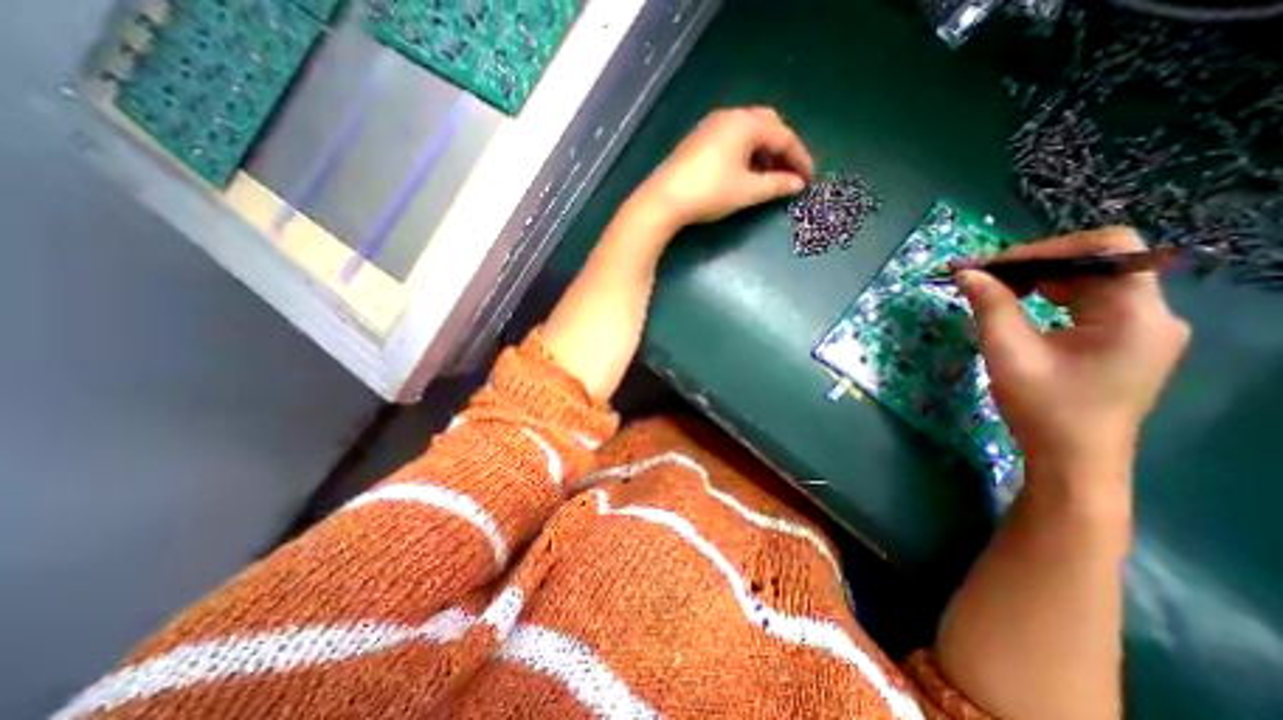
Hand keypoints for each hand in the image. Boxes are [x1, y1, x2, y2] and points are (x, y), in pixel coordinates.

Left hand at [631, 105, 808, 227]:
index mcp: (746, 123)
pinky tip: (745, 173)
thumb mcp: (747, 191)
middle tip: (789, 173)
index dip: (799, 158)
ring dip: (763, 152)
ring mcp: (711, 127)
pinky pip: (732, 140)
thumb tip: (797, 184)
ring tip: (769, 177)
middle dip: (782, 149)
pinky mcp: (698, 140)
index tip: (809, 178)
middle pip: (767, 126)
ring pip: (748, 133)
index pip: (783, 136)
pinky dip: (745, 154)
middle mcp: (730, 117)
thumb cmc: (710, 192)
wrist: (664, 199)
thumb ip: (776, 185)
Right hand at [962, 227, 1192, 481]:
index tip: (991, 266)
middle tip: (979, 277)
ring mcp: (1141, 327)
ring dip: (1037, 279)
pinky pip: (1086, 301)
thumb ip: (989, 306)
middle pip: (1095, 262)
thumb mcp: (1008, 352)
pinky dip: (1047, 296)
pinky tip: (1016, 305)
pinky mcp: (1123, 339)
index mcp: (1135, 314)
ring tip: (990, 289)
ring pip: (1088, 280)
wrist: (1072, 457)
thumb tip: (966, 273)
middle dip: (1032, 264)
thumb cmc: (1042, 407)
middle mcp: (1151, 313)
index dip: (1043, 249)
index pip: (1105, 249)